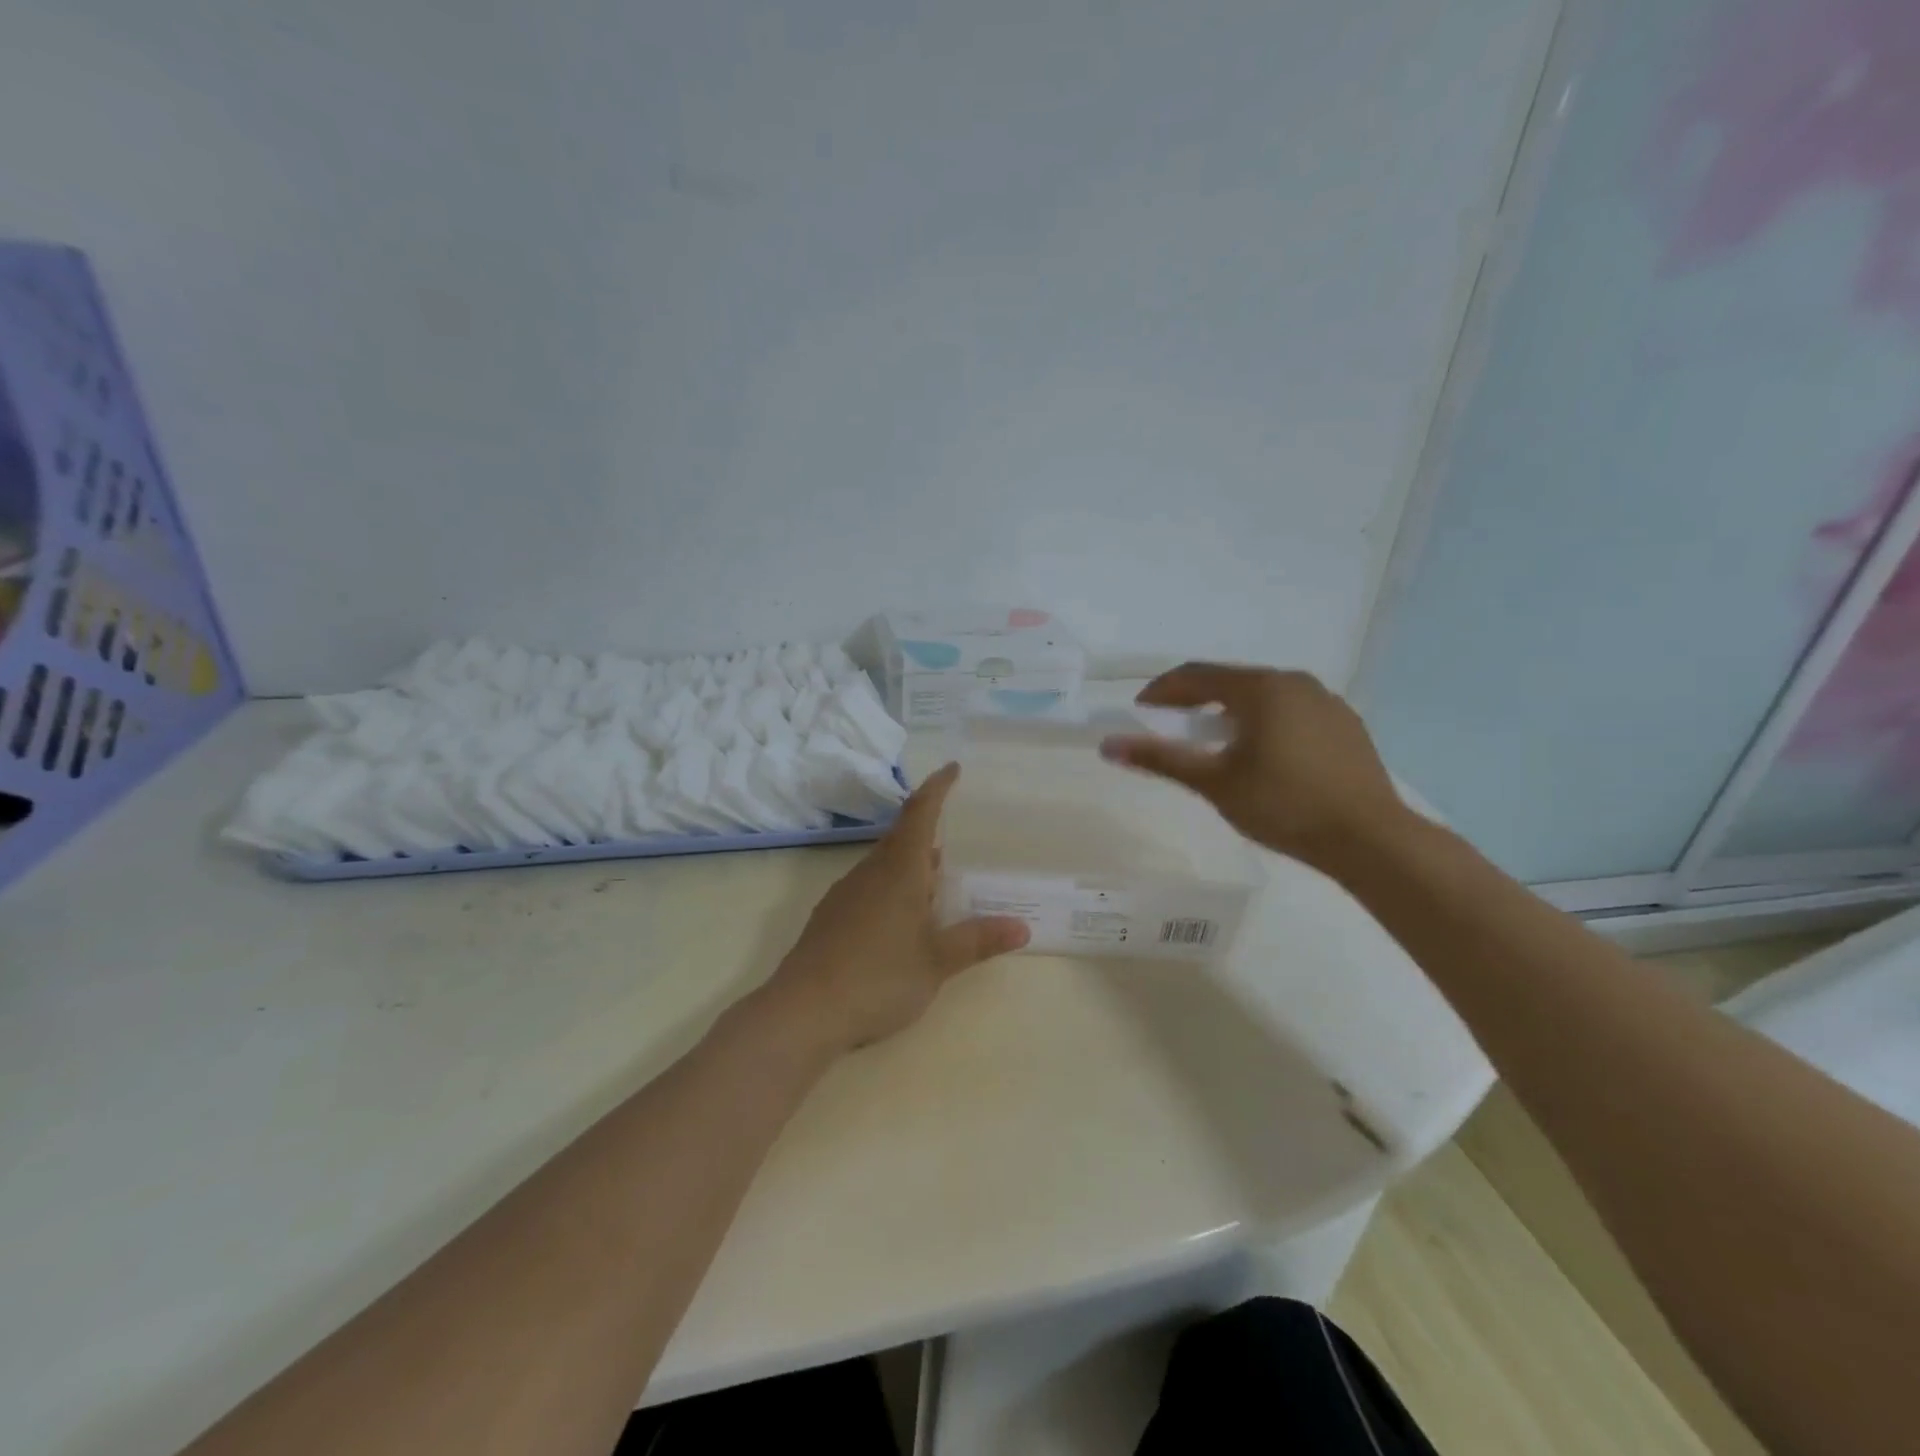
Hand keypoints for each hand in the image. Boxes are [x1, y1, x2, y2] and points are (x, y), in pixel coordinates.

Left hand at [764, 762, 1029, 1056]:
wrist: (803, 1011)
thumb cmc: (878, 978)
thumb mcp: (936, 962)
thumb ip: (978, 940)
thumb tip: (1021, 927)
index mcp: (899, 871)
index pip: (920, 814)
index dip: (937, 788)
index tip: (952, 768)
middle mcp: (870, 872)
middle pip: (901, 836)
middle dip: (927, 829)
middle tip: (955, 834)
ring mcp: (846, 893)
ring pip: (884, 863)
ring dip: (911, 862)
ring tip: (936, 878)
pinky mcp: (830, 916)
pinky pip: (869, 885)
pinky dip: (892, 886)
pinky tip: (901, 916)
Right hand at [1098, 663, 1407, 873]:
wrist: (1370, 839)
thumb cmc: (1283, 805)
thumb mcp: (1214, 782)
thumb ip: (1161, 759)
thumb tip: (1108, 745)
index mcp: (1261, 688)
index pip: (1197, 675)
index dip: (1162, 691)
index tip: (1139, 711)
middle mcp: (1295, 682)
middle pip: (1231, 681)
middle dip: (1196, 700)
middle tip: (1172, 726)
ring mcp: (1326, 702)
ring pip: (1264, 696)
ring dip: (1231, 711)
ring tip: (1216, 742)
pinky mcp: (1346, 725)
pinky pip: (1292, 712)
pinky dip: (1265, 723)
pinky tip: (1264, 755)